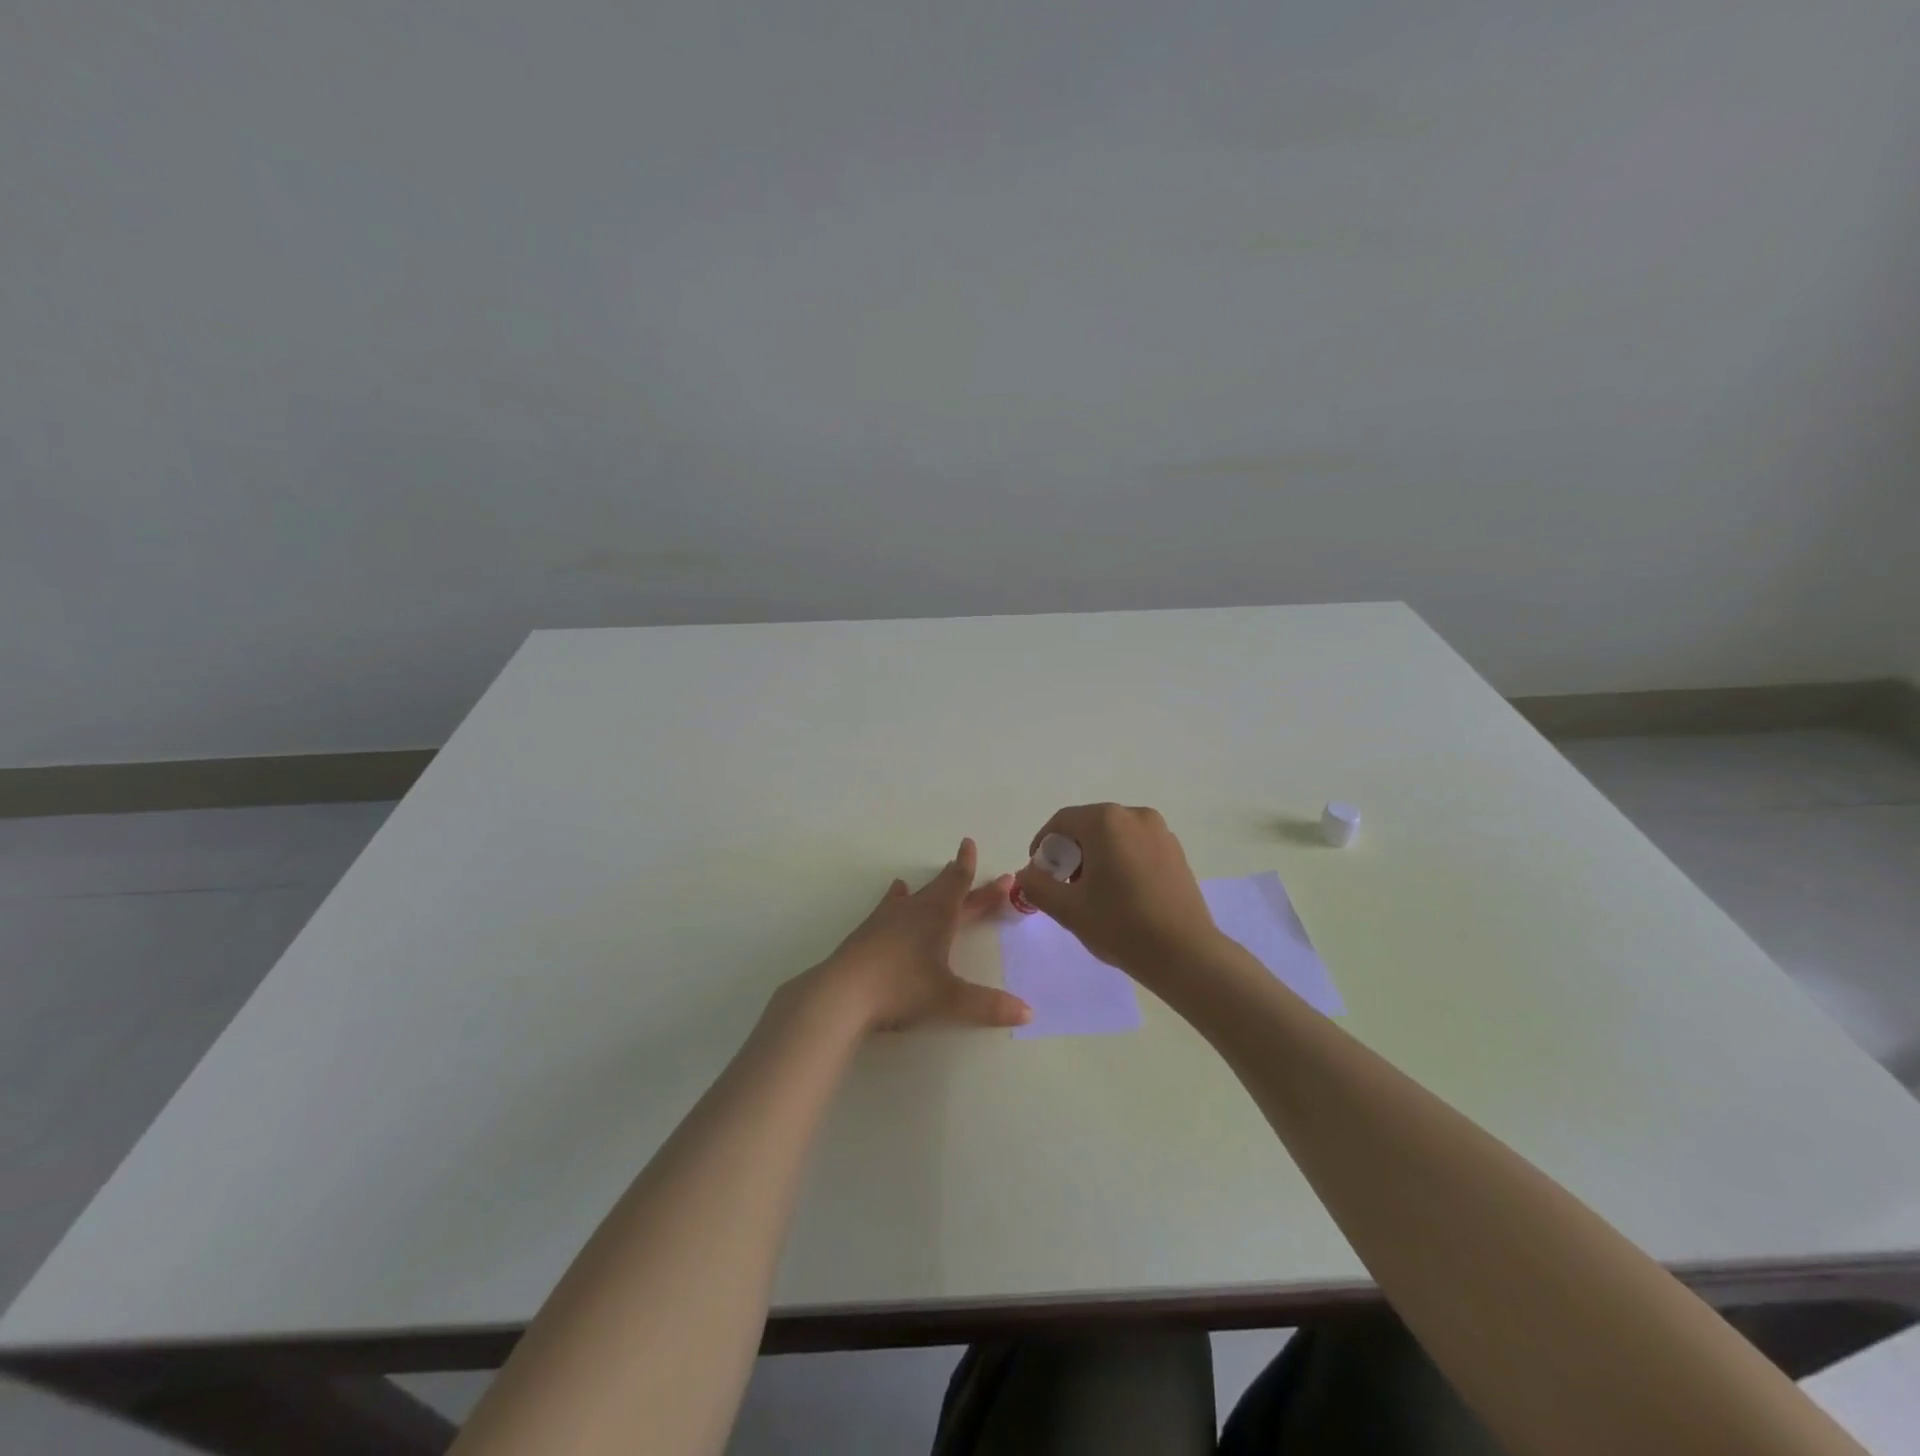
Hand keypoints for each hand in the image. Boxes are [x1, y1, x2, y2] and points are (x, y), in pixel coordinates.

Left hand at [806, 838, 1031, 1032]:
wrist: (843, 992)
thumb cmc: (901, 987)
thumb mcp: (949, 999)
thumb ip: (988, 1005)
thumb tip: (1029, 1012)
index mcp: (938, 916)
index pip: (958, 883)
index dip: (967, 865)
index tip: (969, 843)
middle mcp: (914, 910)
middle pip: (942, 889)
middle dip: (960, 879)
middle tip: (969, 864)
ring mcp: (888, 919)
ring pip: (916, 895)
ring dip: (931, 888)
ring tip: (937, 877)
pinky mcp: (868, 932)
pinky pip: (891, 907)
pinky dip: (898, 899)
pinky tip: (895, 896)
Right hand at [1012, 804, 1218, 976]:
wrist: (1185, 954)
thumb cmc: (1121, 925)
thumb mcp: (1067, 908)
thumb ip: (1037, 885)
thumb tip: (1027, 873)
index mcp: (1106, 821)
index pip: (1062, 822)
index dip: (1043, 845)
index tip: (1039, 873)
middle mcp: (1135, 815)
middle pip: (1089, 826)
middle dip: (1070, 852)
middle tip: (1063, 885)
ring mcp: (1161, 832)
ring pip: (1114, 836)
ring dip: (1096, 857)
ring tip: (1092, 893)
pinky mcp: (1176, 852)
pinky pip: (1136, 847)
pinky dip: (1121, 861)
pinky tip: (1121, 894)